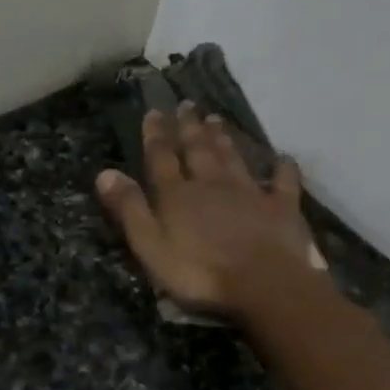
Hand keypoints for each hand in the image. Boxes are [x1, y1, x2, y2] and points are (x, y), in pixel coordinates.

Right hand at [96, 103, 310, 319]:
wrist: (264, 285)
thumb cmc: (199, 272)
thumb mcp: (150, 246)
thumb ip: (130, 209)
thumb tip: (105, 173)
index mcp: (177, 195)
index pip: (162, 157)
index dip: (156, 135)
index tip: (154, 112)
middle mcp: (212, 184)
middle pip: (198, 150)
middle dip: (189, 127)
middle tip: (187, 105)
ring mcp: (249, 193)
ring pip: (233, 158)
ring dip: (223, 138)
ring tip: (216, 119)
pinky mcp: (281, 207)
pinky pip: (283, 182)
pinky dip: (283, 168)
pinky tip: (284, 158)